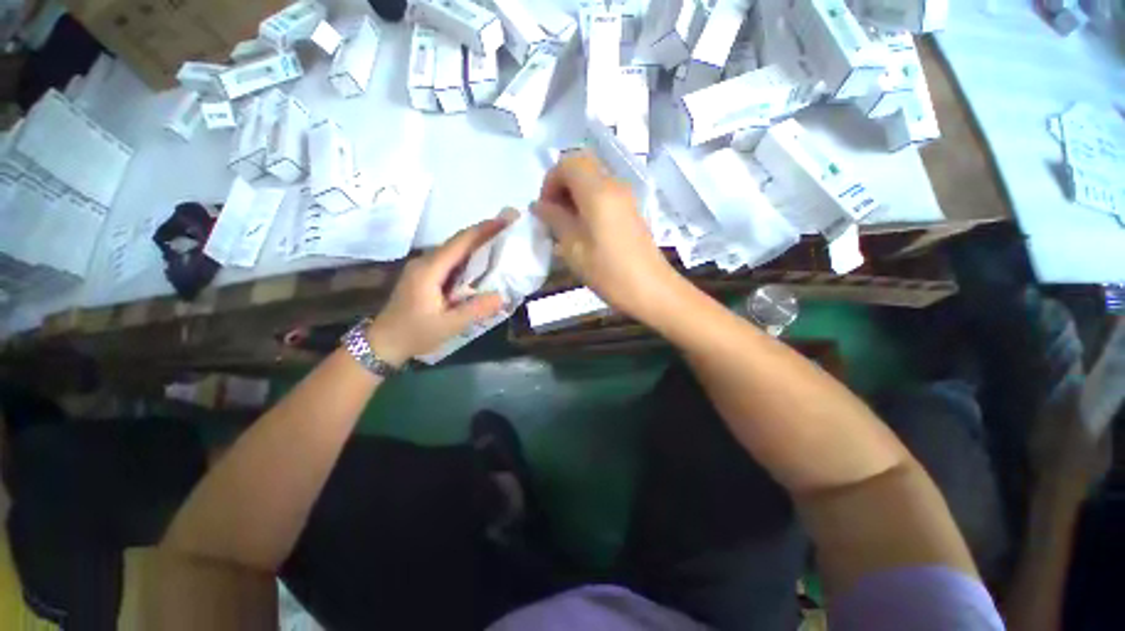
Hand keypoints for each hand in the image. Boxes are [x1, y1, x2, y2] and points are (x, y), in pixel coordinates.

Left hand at [366, 215, 512, 364]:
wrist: (384, 343)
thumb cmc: (415, 333)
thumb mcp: (448, 325)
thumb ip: (475, 310)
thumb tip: (502, 296)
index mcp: (430, 270)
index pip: (460, 242)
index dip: (484, 230)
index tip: (505, 220)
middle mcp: (425, 262)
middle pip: (458, 241)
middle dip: (483, 233)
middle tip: (508, 229)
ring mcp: (423, 268)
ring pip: (454, 250)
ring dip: (477, 244)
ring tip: (501, 243)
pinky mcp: (425, 275)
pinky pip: (450, 260)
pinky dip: (469, 257)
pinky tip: (482, 264)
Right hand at [534, 151, 677, 319]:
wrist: (651, 289)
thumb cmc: (608, 272)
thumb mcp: (573, 248)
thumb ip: (555, 220)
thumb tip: (539, 205)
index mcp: (598, 191)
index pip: (568, 163)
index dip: (550, 181)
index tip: (545, 209)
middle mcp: (614, 185)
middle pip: (582, 167)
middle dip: (562, 185)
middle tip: (554, 214)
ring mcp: (626, 198)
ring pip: (593, 181)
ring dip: (575, 195)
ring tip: (566, 225)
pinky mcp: (631, 211)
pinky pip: (605, 195)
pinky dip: (588, 203)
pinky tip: (584, 230)